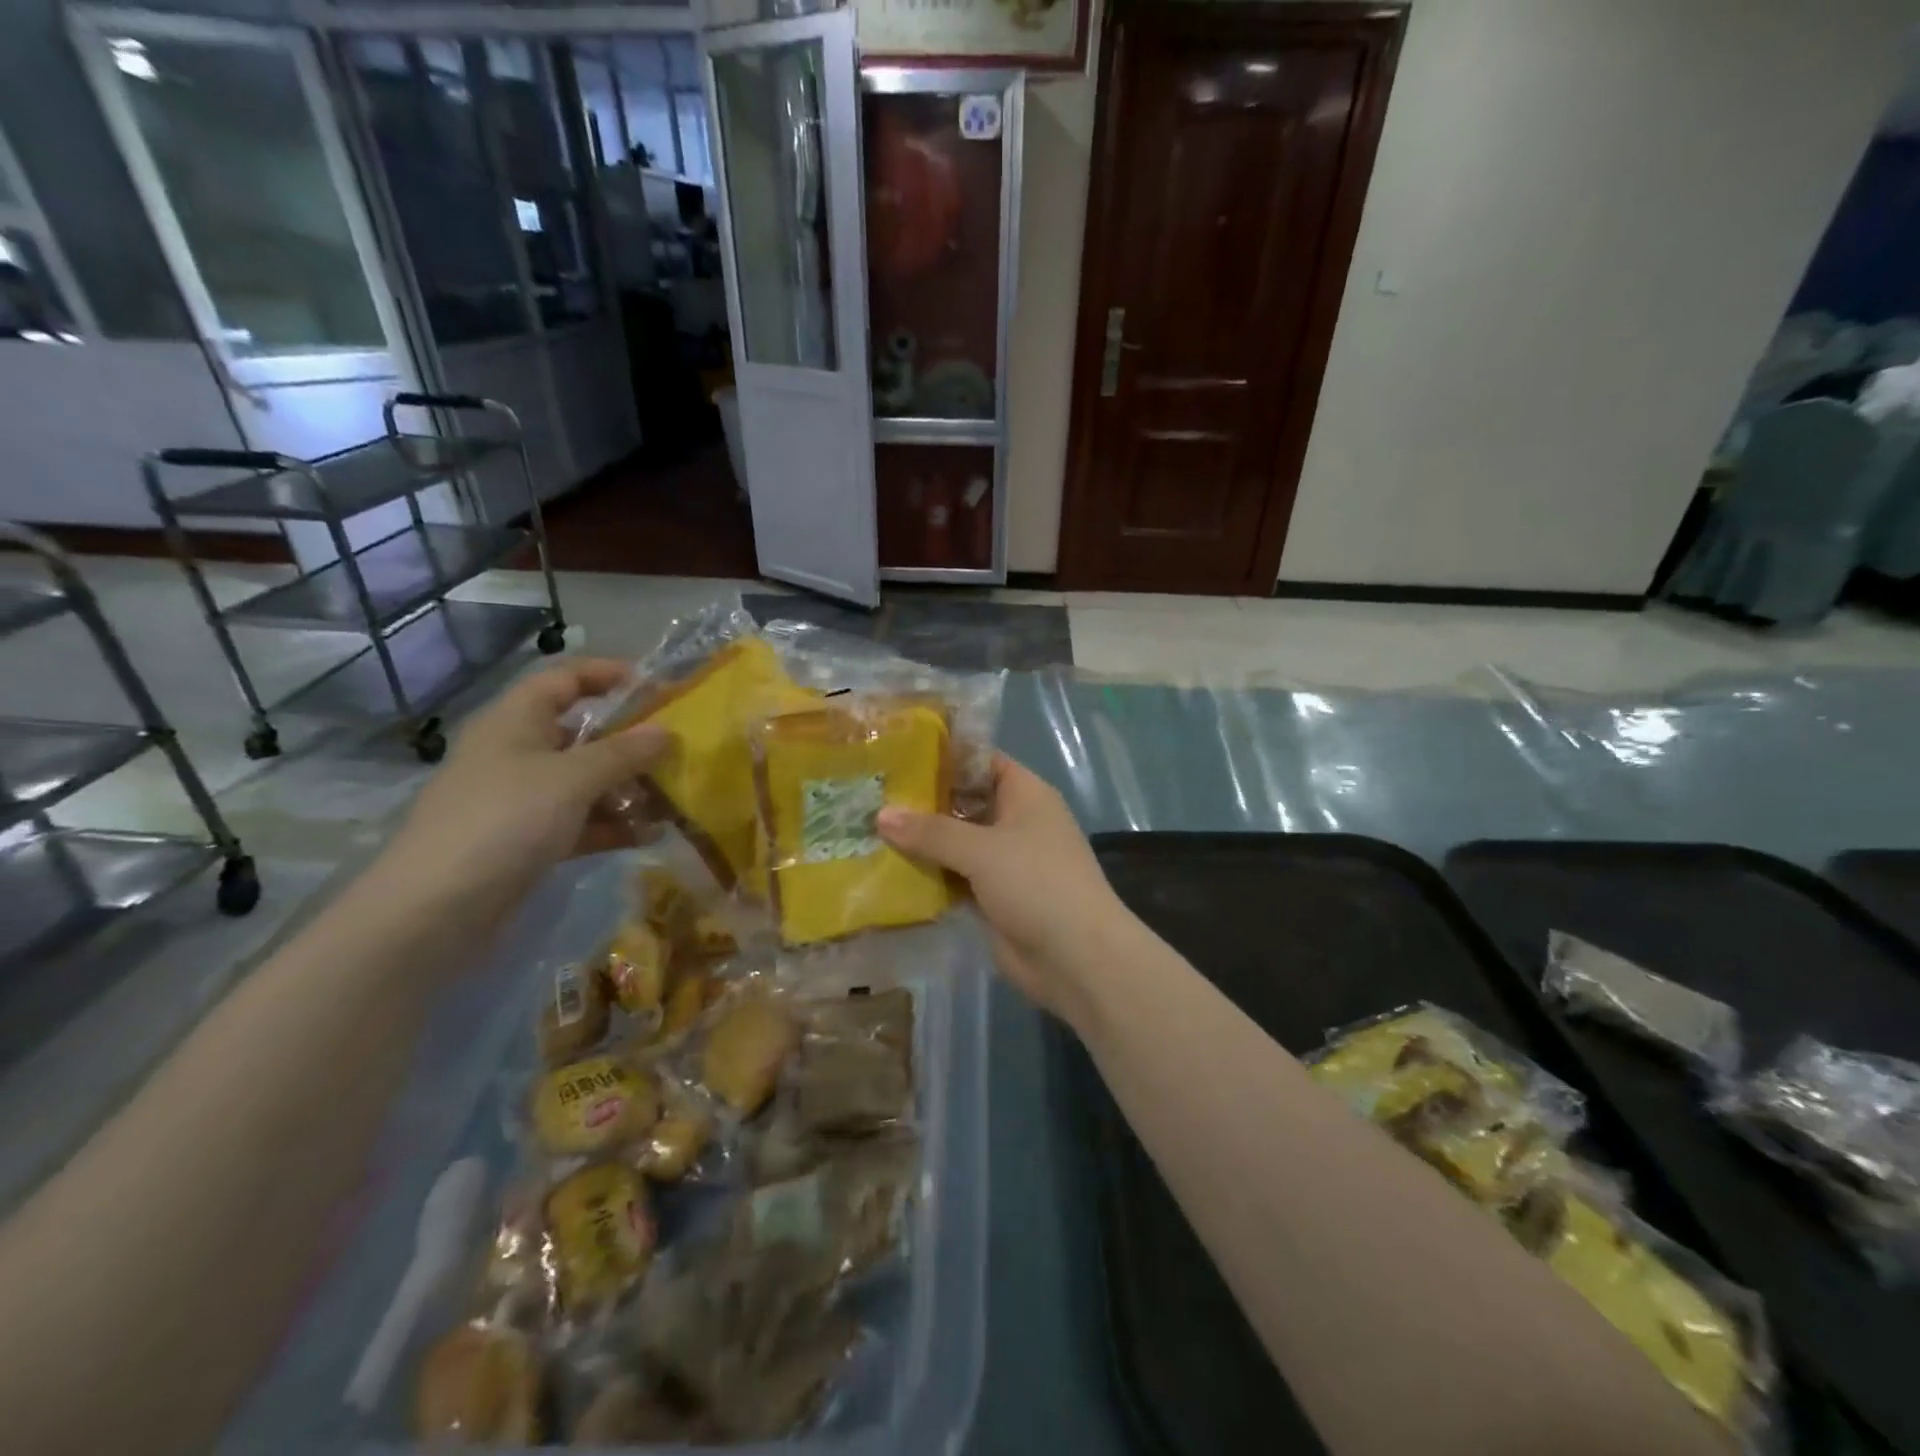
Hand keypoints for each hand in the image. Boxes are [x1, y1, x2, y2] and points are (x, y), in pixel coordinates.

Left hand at [386, 660, 668, 912]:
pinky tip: (649, 835)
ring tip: (673, 801)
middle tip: (677, 750)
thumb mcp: (573, 778)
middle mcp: (516, 753)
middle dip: (630, 742)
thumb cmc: (505, 821)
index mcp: (515, 721)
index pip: (563, 679)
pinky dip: (612, 825)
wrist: (435, 911)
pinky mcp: (526, 841)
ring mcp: (520, 800)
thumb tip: (667, 732)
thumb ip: (625, 753)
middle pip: (581, 733)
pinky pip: (579, 822)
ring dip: (627, 789)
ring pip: (584, 781)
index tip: (655, 686)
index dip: (607, 674)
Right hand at [878, 754, 1125, 1022]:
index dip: (942, 756)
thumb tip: (880, 814)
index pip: (980, 761)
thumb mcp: (982, 850)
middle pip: (963, 802)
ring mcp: (1004, 861)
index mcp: (1025, 794)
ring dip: (921, 842)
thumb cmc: (1036, 883)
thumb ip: (931, 831)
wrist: (1076, 957)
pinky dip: (929, 875)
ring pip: (955, 842)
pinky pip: (954, 876)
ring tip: (866, 830)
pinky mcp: (993, 897)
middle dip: (922, 802)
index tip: (896, 755)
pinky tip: (887, 870)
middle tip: (870, 795)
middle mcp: (1015, 821)